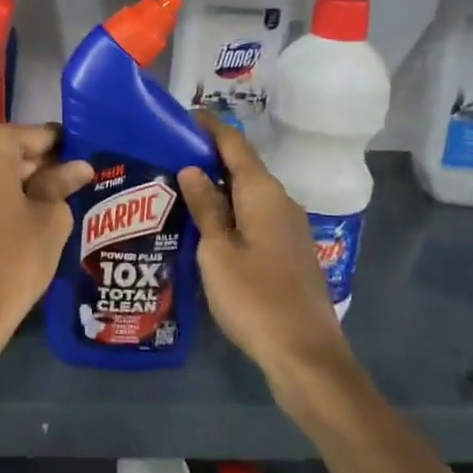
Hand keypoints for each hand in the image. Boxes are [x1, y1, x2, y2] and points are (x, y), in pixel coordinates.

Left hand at [0, 123, 94, 359]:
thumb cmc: (12, 260)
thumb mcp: (50, 219)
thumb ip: (61, 183)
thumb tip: (78, 167)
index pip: (36, 136)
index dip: (60, 152)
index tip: (77, 166)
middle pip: (5, 149)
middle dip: (30, 166)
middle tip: (60, 191)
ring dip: (5, 181)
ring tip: (32, 209)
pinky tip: (3, 220)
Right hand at [177, 114, 347, 382]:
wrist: (305, 355)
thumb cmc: (254, 298)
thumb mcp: (217, 251)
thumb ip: (205, 206)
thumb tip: (192, 168)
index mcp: (263, 193)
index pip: (234, 144)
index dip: (209, 127)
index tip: (180, 117)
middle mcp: (281, 201)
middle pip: (243, 167)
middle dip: (208, 157)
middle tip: (167, 157)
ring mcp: (289, 228)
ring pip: (248, 194)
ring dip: (217, 186)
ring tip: (178, 189)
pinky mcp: (289, 251)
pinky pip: (255, 216)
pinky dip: (230, 211)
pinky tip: (206, 225)